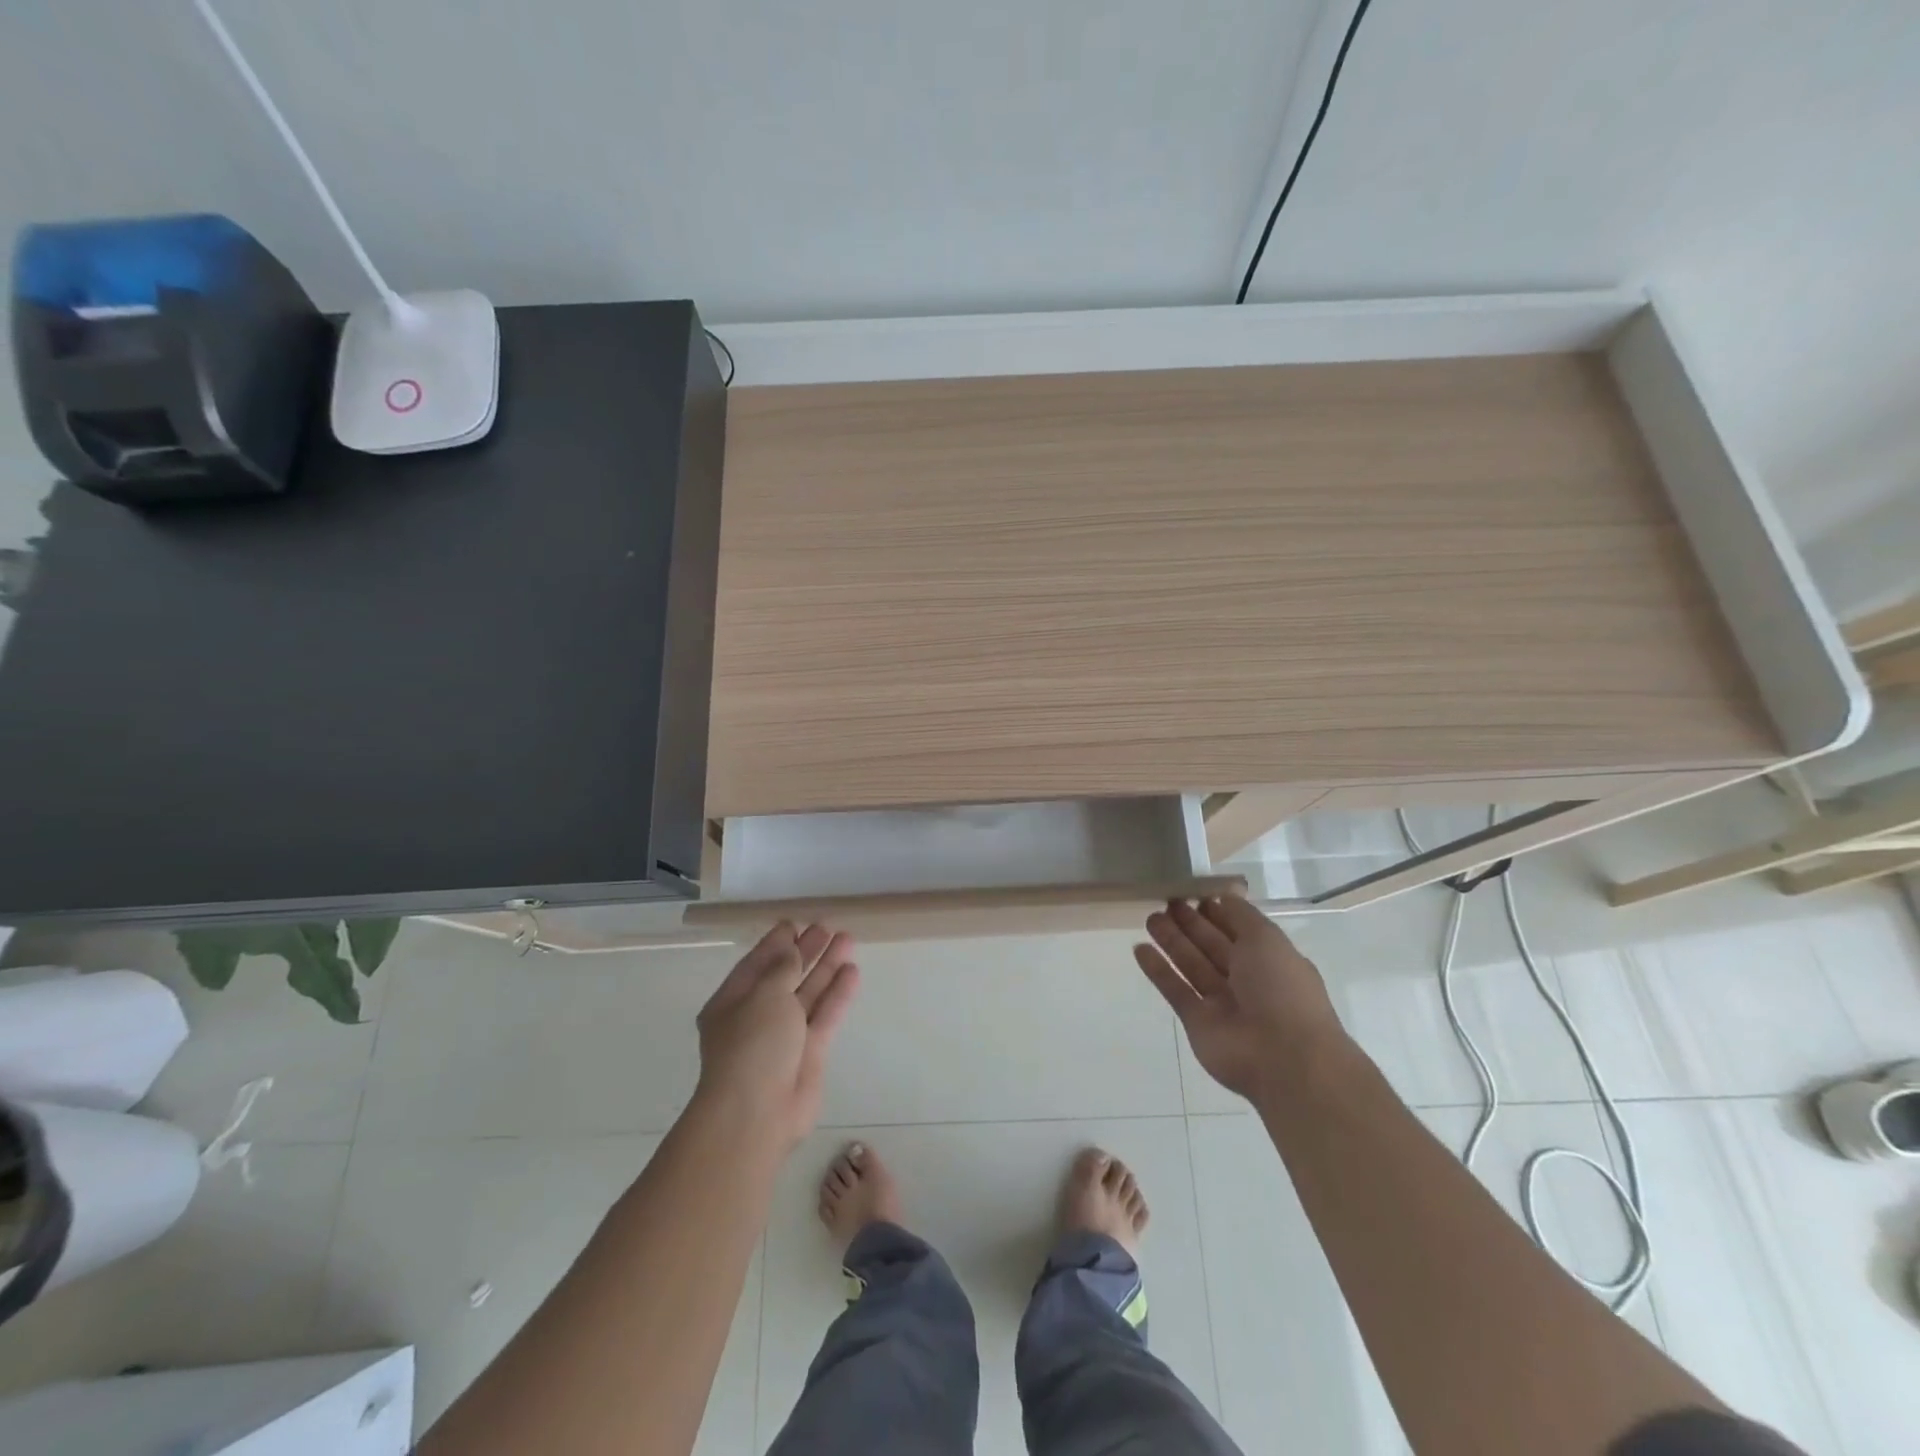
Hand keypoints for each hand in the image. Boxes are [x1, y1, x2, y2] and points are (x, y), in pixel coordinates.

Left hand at [695, 922, 859, 1147]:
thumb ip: (782, 967)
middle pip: (785, 976)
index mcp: (732, 1002)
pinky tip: (852, 973)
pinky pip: (824, 1016)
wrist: (757, 1113)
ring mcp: (784, 1036)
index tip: (796, 922)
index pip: (756, 964)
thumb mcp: (764, 995)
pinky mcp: (809, 1053)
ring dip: (826, 968)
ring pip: (808, 994)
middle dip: (805, 952)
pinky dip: (837, 994)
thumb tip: (789, 947)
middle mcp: (757, 1016)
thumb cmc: (752, 1045)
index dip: (776, 943)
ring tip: (848, 940)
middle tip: (827, 928)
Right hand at [1135, 897, 1348, 1100]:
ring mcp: (1221, 1002)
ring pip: (1191, 965)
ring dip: (1171, 942)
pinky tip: (1140, 949)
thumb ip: (1241, 916)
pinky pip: (1175, 990)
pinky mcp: (1197, 1021)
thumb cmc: (1281, 989)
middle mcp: (1246, 979)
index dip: (1216, 912)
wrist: (1284, 1058)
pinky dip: (1158, 970)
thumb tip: (1222, 896)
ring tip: (1149, 918)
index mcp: (1269, 959)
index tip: (1192, 893)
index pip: (1238, 930)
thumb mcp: (1267, 939)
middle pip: (1211, 945)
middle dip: (1190, 923)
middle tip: (1164, 901)